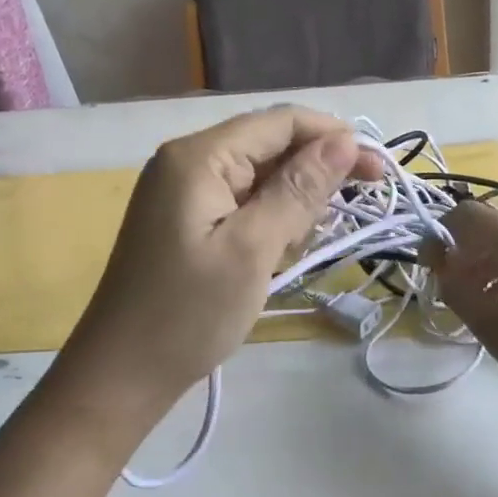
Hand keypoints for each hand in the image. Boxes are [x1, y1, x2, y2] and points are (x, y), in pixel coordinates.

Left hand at [56, 107, 380, 425]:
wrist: (120, 375)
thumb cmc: (187, 314)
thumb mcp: (253, 250)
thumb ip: (298, 190)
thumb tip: (344, 140)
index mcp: (198, 156)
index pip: (278, 121)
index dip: (332, 137)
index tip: (377, 170)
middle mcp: (186, 161)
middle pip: (266, 144)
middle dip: (313, 172)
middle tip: (350, 213)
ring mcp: (180, 191)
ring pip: (256, 175)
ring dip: (290, 201)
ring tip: (299, 247)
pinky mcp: (181, 219)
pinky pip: (238, 201)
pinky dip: (266, 220)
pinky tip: (275, 252)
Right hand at [432, 202, 497, 445]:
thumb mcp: (487, 324)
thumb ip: (453, 284)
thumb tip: (439, 260)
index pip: (466, 214)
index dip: (441, 235)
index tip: (433, 269)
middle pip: (491, 227)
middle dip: (466, 253)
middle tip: (456, 294)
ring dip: (489, 264)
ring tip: (486, 307)